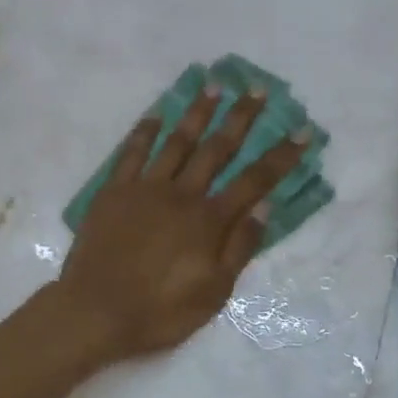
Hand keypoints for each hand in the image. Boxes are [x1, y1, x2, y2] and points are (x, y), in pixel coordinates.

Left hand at [59, 87, 308, 358]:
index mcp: (208, 221)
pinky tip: (156, 114)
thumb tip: (265, 206)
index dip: (280, 156)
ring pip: (177, 142)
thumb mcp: (213, 292)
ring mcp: (145, 188)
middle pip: (217, 149)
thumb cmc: (159, 311)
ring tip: (213, 86)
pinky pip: (132, 153)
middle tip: (256, 89)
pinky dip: (145, 131)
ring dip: (197, 113)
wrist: (94, 311)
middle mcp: (180, 194)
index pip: (254, 181)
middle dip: (240, 118)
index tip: (302, 130)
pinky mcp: (114, 191)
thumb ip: (239, 246)